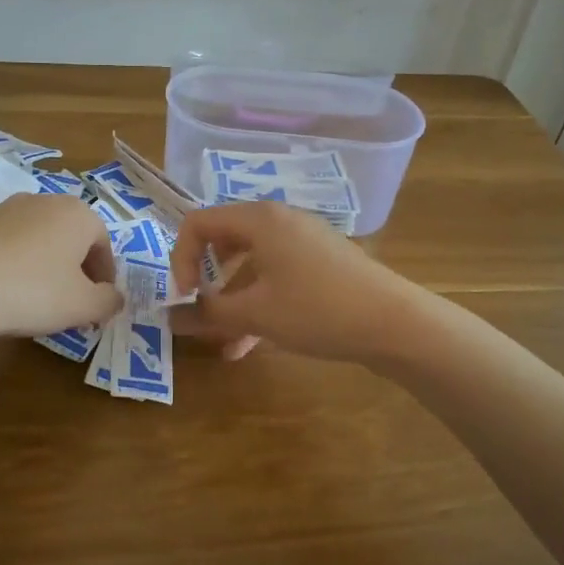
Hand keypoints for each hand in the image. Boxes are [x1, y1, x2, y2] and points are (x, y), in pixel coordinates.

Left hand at [0, 194, 120, 338]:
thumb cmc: (33, 291)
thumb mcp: (83, 306)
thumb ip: (108, 301)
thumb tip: (114, 297)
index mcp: (78, 214)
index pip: (103, 243)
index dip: (105, 275)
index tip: (99, 302)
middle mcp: (45, 201)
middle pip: (71, 236)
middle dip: (75, 267)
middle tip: (71, 301)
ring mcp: (6, 208)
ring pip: (38, 237)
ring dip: (44, 263)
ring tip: (35, 297)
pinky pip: (7, 243)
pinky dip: (13, 262)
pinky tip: (3, 289)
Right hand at [167, 201, 424, 363]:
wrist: (394, 323)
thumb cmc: (317, 309)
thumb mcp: (256, 314)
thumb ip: (207, 314)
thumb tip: (169, 319)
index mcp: (259, 219)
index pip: (198, 223)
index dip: (180, 259)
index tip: (185, 298)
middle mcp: (279, 220)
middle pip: (223, 240)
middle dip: (206, 280)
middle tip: (200, 312)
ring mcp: (303, 241)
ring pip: (250, 265)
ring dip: (232, 301)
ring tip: (224, 342)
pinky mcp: (320, 263)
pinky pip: (275, 276)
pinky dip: (258, 303)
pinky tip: (250, 345)